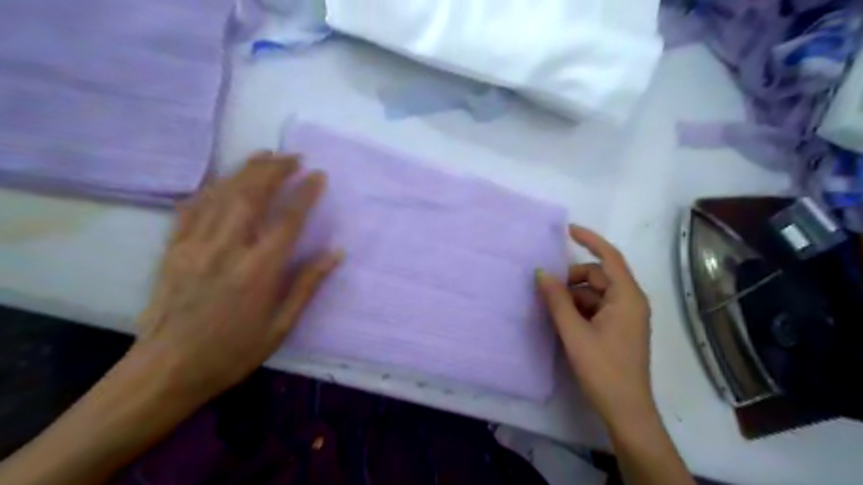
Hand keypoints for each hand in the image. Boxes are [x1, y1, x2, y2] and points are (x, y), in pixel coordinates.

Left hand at [134, 153, 340, 403]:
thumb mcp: (281, 326)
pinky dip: (211, 189)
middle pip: (252, 196)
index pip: (287, 220)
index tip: (319, 175)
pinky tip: (223, 180)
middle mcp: (227, 249)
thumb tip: (335, 253)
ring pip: (222, 195)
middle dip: (275, 170)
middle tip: (293, 156)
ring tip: (265, 155)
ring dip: (246, 170)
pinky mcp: (173, 249)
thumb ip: (307, 285)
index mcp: (258, 271)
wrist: (168, 369)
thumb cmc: (233, 351)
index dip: (305, 194)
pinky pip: (192, 209)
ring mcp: (195, 246)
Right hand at [537, 225, 649, 426]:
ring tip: (550, 304)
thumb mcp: (574, 332)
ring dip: (573, 294)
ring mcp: (626, 316)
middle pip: (599, 275)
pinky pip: (597, 307)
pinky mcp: (620, 328)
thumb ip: (556, 300)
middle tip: (547, 285)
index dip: (589, 240)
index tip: (567, 230)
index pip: (609, 257)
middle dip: (573, 277)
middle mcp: (630, 301)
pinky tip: (562, 318)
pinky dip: (579, 307)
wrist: (625, 409)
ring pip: (596, 292)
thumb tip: (540, 272)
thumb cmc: (603, 369)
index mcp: (626, 297)